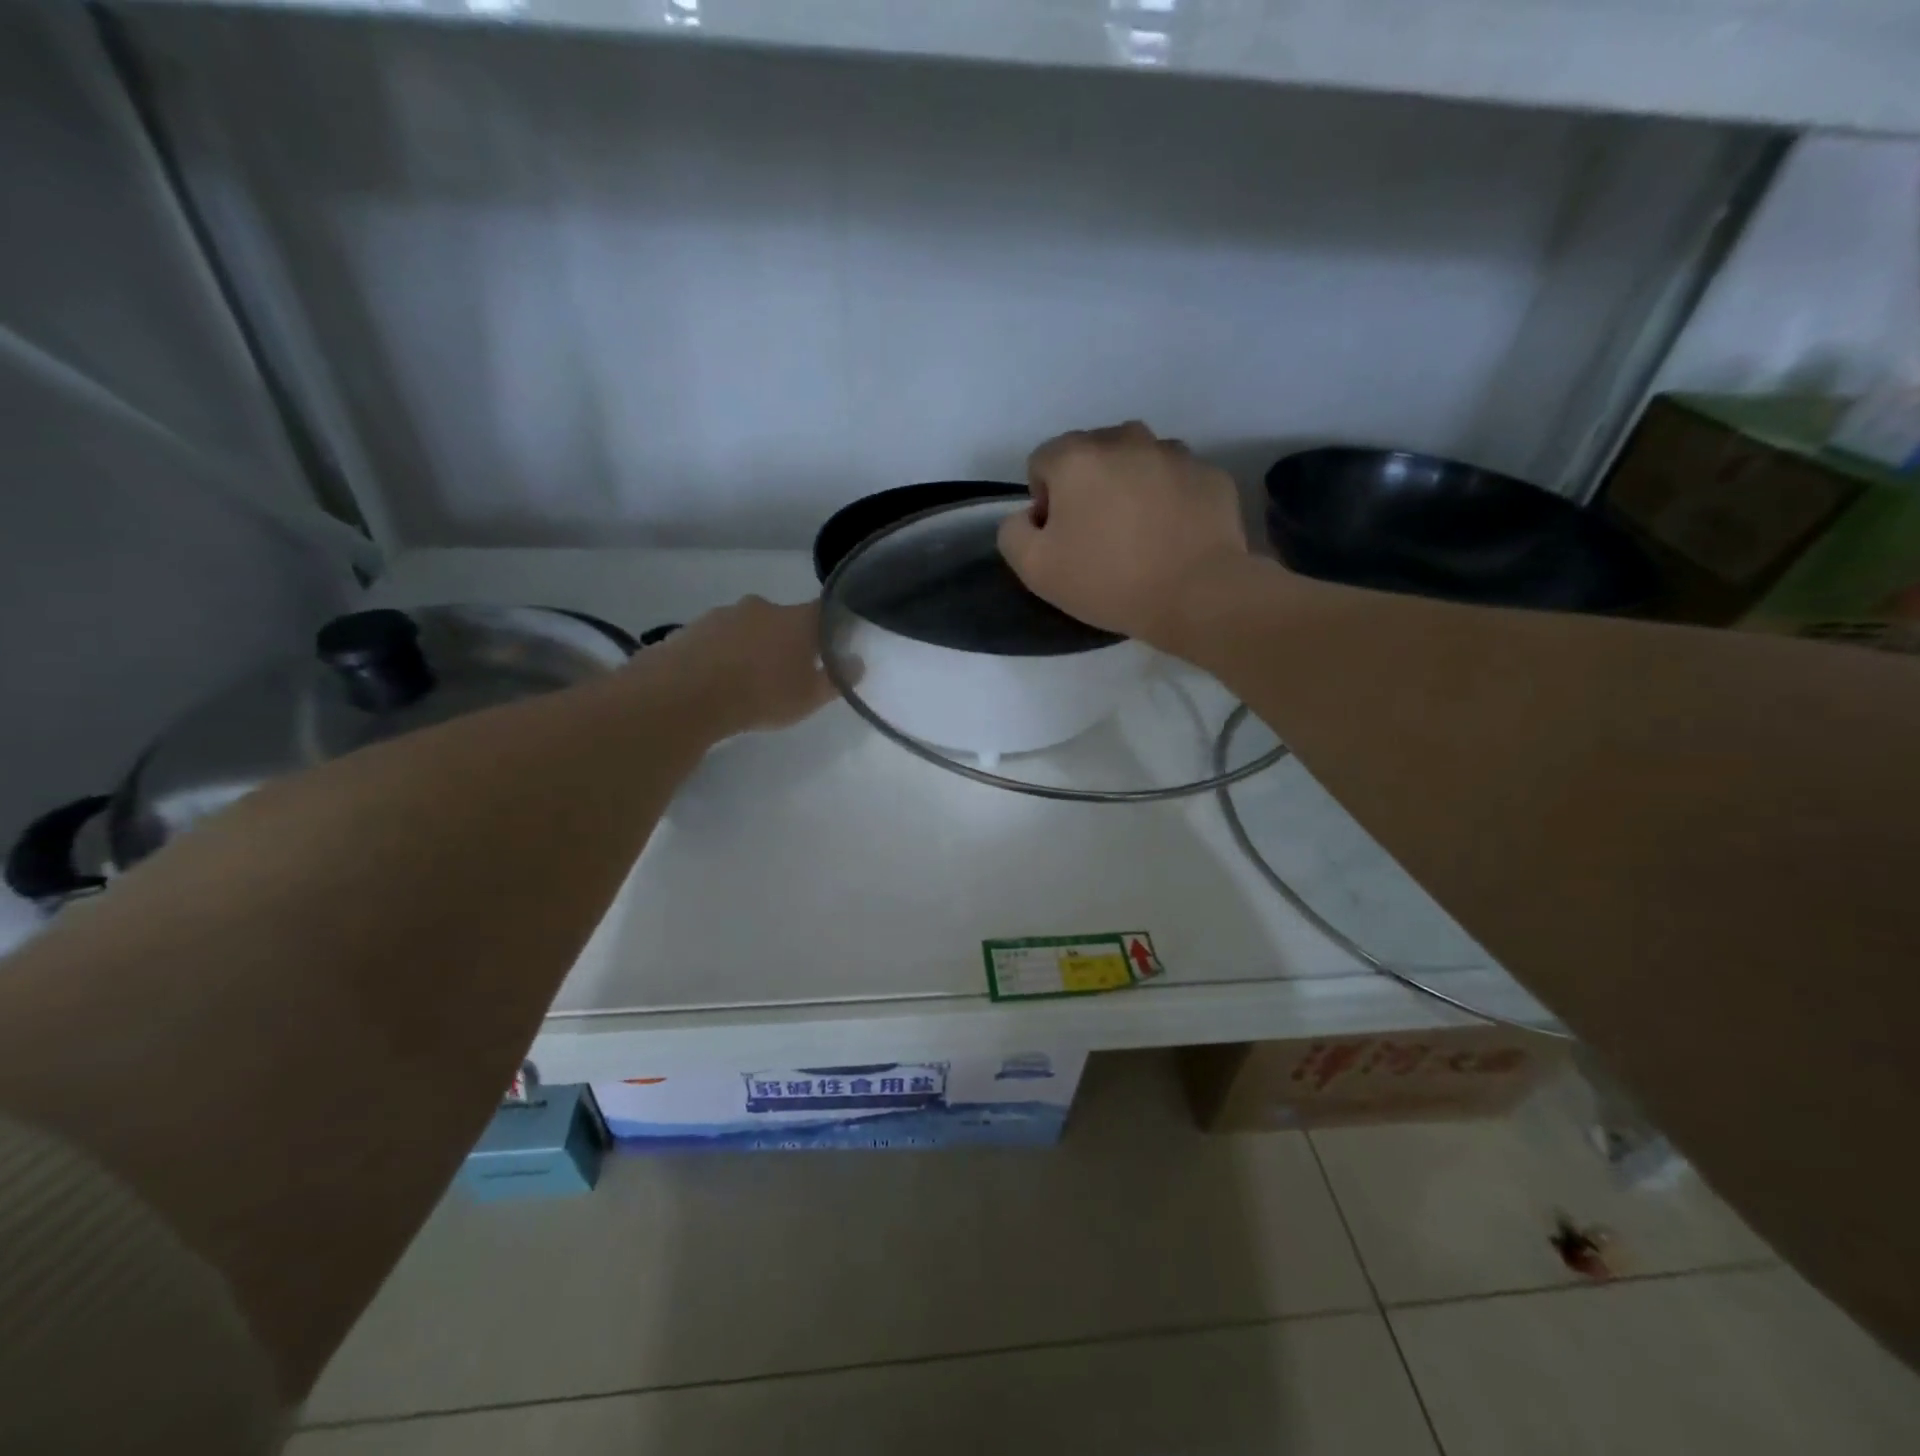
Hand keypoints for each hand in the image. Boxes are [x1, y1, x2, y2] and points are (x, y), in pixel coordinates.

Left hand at [639, 596, 836, 735]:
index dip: (830, 625)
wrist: (686, 695)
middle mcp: (762, 607)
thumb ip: (837, 680)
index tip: (832, 644)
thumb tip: (857, 662)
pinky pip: (718, 639)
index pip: (824, 611)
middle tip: (785, 672)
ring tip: (746, 681)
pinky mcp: (692, 627)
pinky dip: (722, 654)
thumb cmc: (761, 695)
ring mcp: (723, 614)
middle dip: (787, 641)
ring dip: (751, 647)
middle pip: (783, 619)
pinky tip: (717, 680)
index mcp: (796, 619)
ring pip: (748, 628)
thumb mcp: (809, 698)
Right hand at [997, 422, 1250, 646]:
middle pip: (1091, 455)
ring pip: (1136, 462)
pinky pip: (1175, 480)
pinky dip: (1168, 499)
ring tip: (1139, 536)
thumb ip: (1013, 532)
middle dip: (1088, 487)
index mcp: (1077, 457)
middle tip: (1099, 538)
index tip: (1061, 538)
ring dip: (1129, 488)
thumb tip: (1028, 516)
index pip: (1042, 461)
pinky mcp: (1210, 474)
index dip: (1044, 501)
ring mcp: (1174, 453)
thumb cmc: (1109, 581)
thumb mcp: (1035, 569)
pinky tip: (1172, 538)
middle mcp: (1126, 439)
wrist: (1198, 595)